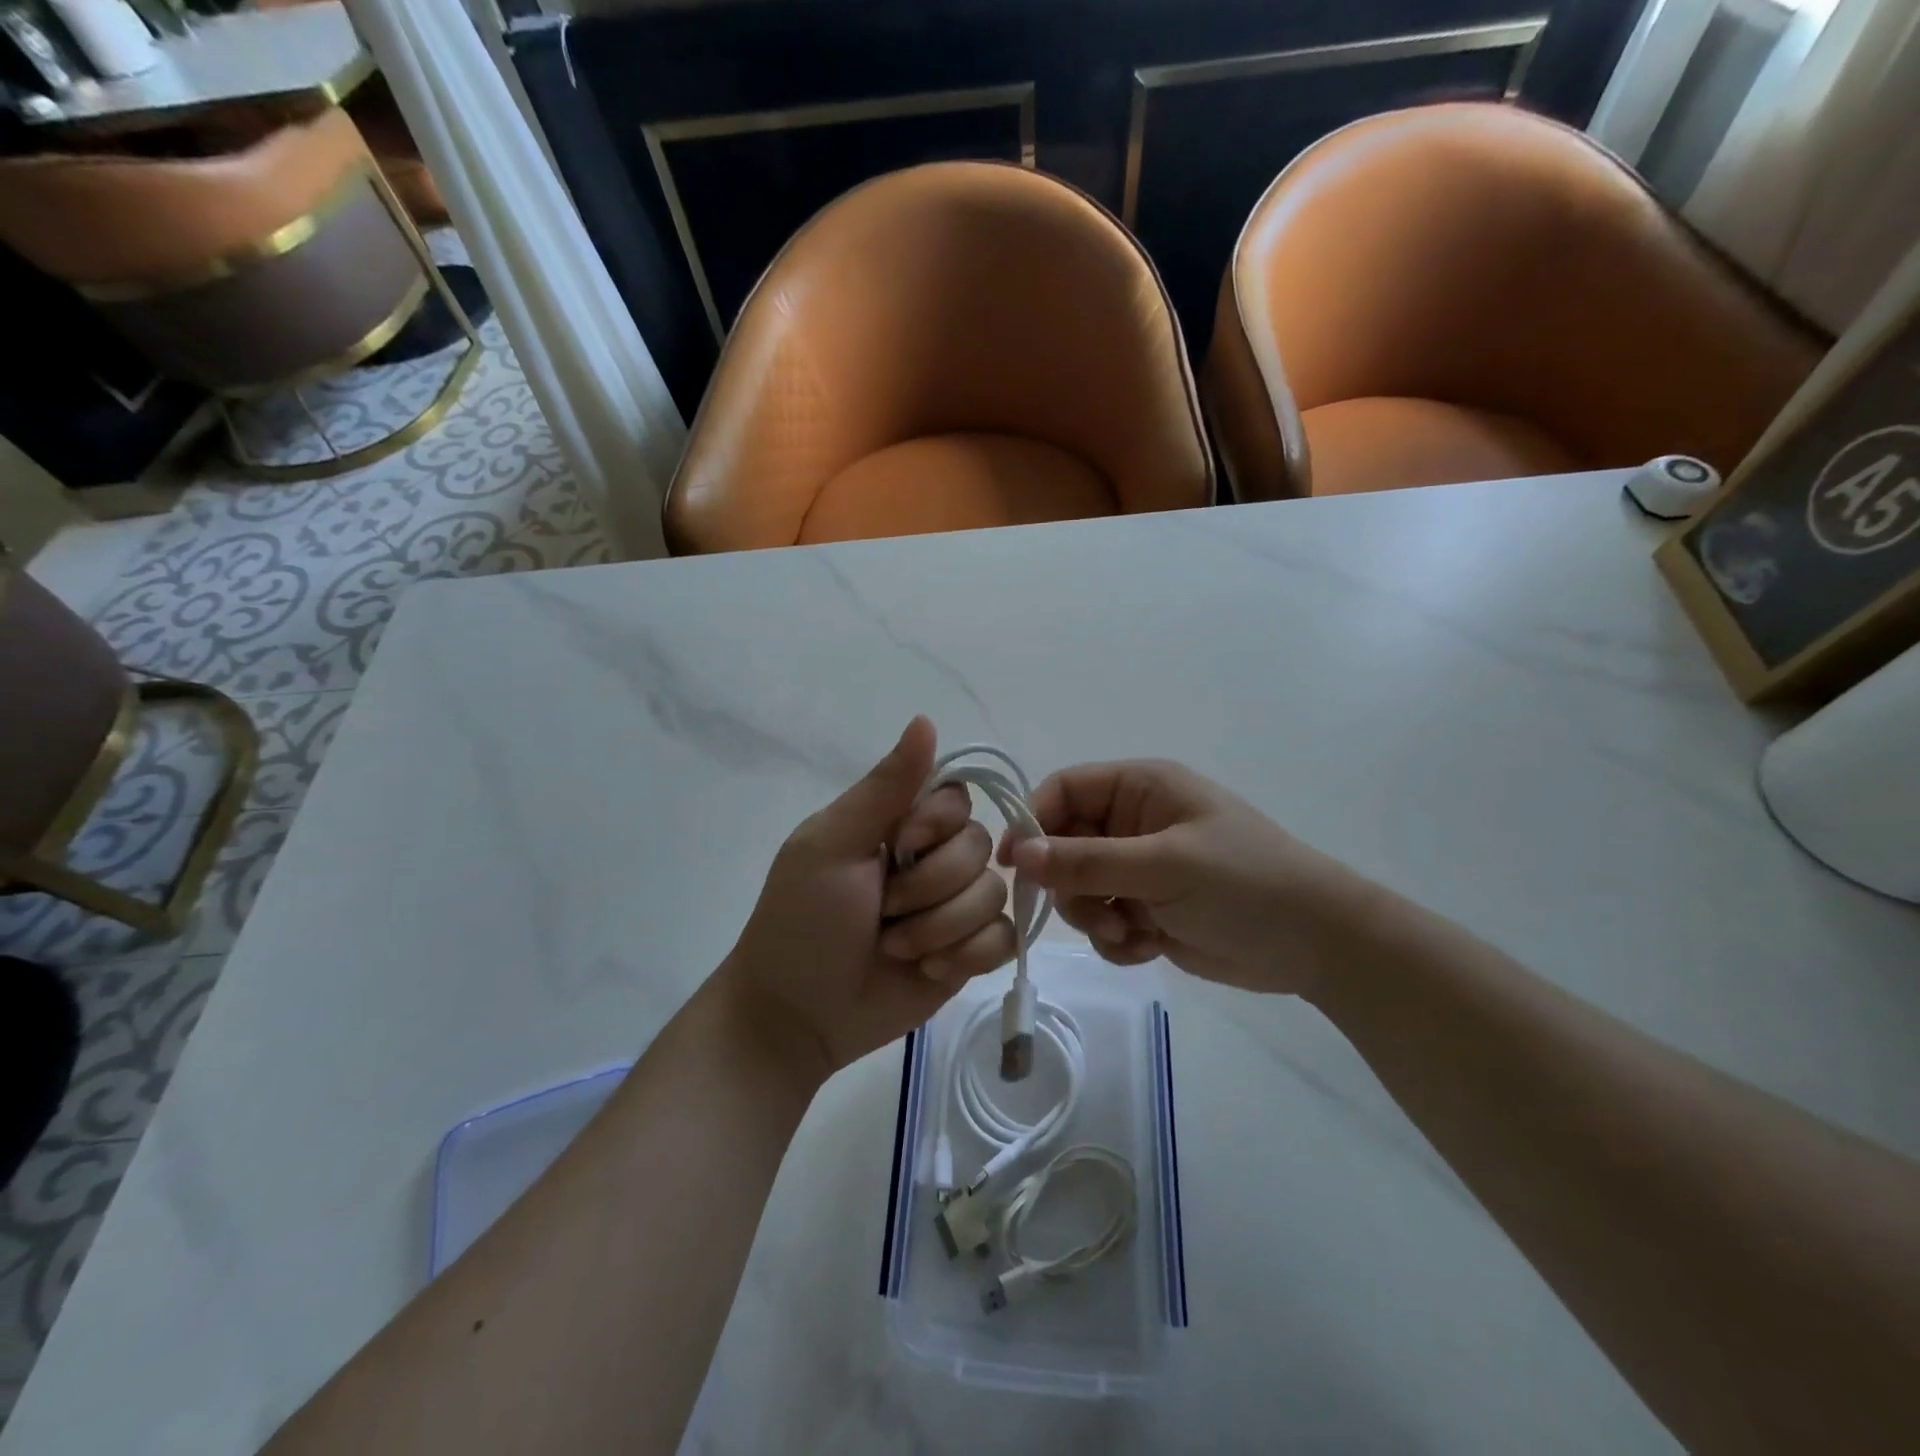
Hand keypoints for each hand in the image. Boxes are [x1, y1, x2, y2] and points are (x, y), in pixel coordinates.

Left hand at [723, 717, 1018, 1078]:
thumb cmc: (803, 920)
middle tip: (882, 912)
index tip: (897, 846)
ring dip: (940, 928)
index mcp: (900, 824)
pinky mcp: (970, 953)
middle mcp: (935, 859)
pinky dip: (966, 956)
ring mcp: (956, 907)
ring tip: (896, 948)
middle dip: (929, 888)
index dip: (937, 825)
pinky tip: (928, 970)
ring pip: (994, 895)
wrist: (798, 1015)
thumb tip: (925, 719)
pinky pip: (1004, 938)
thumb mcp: (832, 844)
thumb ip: (884, 786)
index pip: (957, 798)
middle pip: (981, 848)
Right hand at [1001, 760, 1377, 997]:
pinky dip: (1116, 938)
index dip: (1033, 821)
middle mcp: (1134, 822)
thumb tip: (1018, 854)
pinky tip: (1146, 947)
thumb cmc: (1243, 883)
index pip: (1063, 790)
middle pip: (1064, 844)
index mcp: (1140, 789)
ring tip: (1130, 933)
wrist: (1316, 944)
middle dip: (1071, 884)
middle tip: (1093, 913)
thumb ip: (1086, 861)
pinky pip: (1105, 920)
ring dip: (1094, 916)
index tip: (1014, 865)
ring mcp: (1141, 867)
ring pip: (1080, 888)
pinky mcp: (1149, 908)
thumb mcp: (1162, 866)